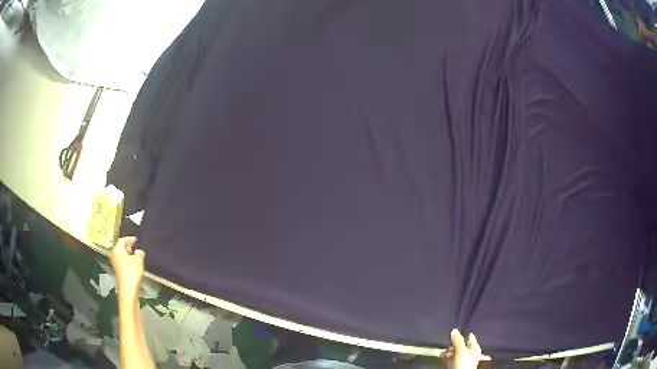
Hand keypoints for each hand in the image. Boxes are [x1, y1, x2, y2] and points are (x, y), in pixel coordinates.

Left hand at [110, 237, 144, 298]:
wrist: (128, 289)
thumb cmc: (132, 272)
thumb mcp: (138, 260)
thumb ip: (139, 253)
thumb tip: (138, 251)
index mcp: (117, 250)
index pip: (122, 240)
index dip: (130, 239)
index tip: (136, 240)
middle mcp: (114, 255)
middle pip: (121, 248)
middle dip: (129, 247)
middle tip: (136, 247)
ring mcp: (115, 264)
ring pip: (122, 256)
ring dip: (129, 255)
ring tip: (137, 256)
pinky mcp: (118, 271)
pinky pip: (123, 262)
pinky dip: (128, 261)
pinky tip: (134, 265)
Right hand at [441, 329, 481, 368]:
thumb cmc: (465, 364)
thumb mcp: (461, 350)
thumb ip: (458, 340)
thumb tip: (454, 330)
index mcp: (475, 348)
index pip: (470, 338)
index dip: (462, 335)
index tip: (454, 334)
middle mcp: (470, 353)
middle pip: (460, 345)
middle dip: (452, 346)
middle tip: (449, 348)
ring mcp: (463, 360)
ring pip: (454, 352)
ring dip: (448, 352)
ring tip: (444, 354)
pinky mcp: (456, 365)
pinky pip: (450, 359)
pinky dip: (446, 357)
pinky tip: (443, 357)